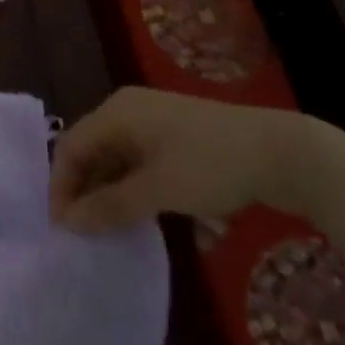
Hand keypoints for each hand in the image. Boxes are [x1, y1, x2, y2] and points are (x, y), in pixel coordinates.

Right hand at [49, 86, 311, 231]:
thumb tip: (68, 223)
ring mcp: (154, 123)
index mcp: (118, 111)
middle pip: (91, 150)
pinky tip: (138, 216)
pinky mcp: (176, 139)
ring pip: (115, 159)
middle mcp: (129, 111)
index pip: (71, 146)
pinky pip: (138, 162)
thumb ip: (111, 205)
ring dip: (107, 192)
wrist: (283, 152)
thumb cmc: (212, 165)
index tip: (62, 228)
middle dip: (83, 190)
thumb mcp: (159, 189)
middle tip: (82, 233)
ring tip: (106, 230)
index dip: (61, 186)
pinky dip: (131, 188)